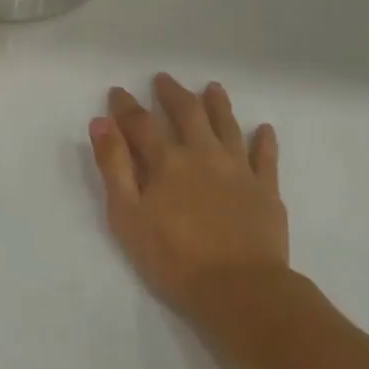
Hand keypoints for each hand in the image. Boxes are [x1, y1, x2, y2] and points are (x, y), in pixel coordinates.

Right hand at [90, 74, 315, 343]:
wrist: (239, 288)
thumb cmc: (172, 256)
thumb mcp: (127, 214)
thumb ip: (114, 166)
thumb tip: (101, 122)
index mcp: (166, 161)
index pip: (141, 124)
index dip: (126, 106)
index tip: (117, 92)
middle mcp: (203, 155)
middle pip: (187, 114)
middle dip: (172, 95)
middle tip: (163, 79)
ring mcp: (239, 170)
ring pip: (227, 127)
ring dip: (217, 105)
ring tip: (212, 88)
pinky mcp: (266, 190)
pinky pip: (266, 158)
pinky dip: (264, 141)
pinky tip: (263, 129)